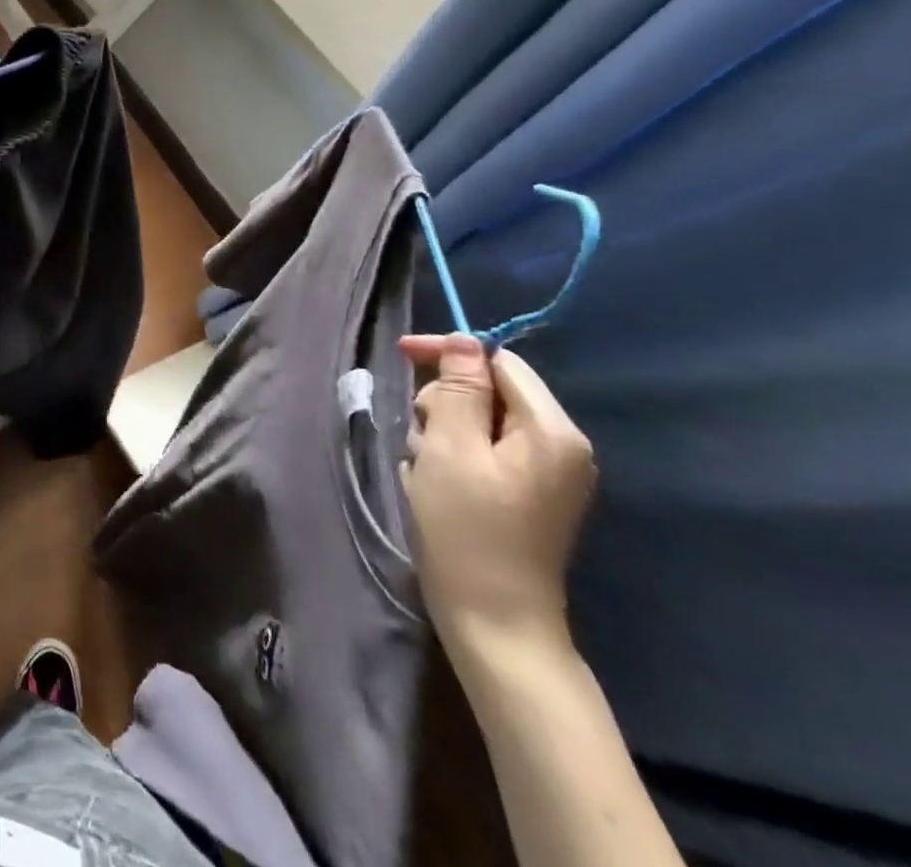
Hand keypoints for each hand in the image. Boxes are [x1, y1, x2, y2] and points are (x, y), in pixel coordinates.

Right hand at [400, 334, 596, 666]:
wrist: (494, 620)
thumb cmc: (467, 528)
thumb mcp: (451, 447)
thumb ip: (460, 388)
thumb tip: (464, 341)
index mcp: (552, 431)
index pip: (499, 362)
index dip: (449, 354)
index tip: (401, 355)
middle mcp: (561, 447)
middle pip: (489, 390)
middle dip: (444, 403)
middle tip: (422, 440)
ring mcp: (546, 474)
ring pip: (479, 420)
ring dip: (442, 432)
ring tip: (426, 467)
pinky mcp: (527, 495)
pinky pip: (482, 450)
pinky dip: (452, 455)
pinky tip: (435, 481)